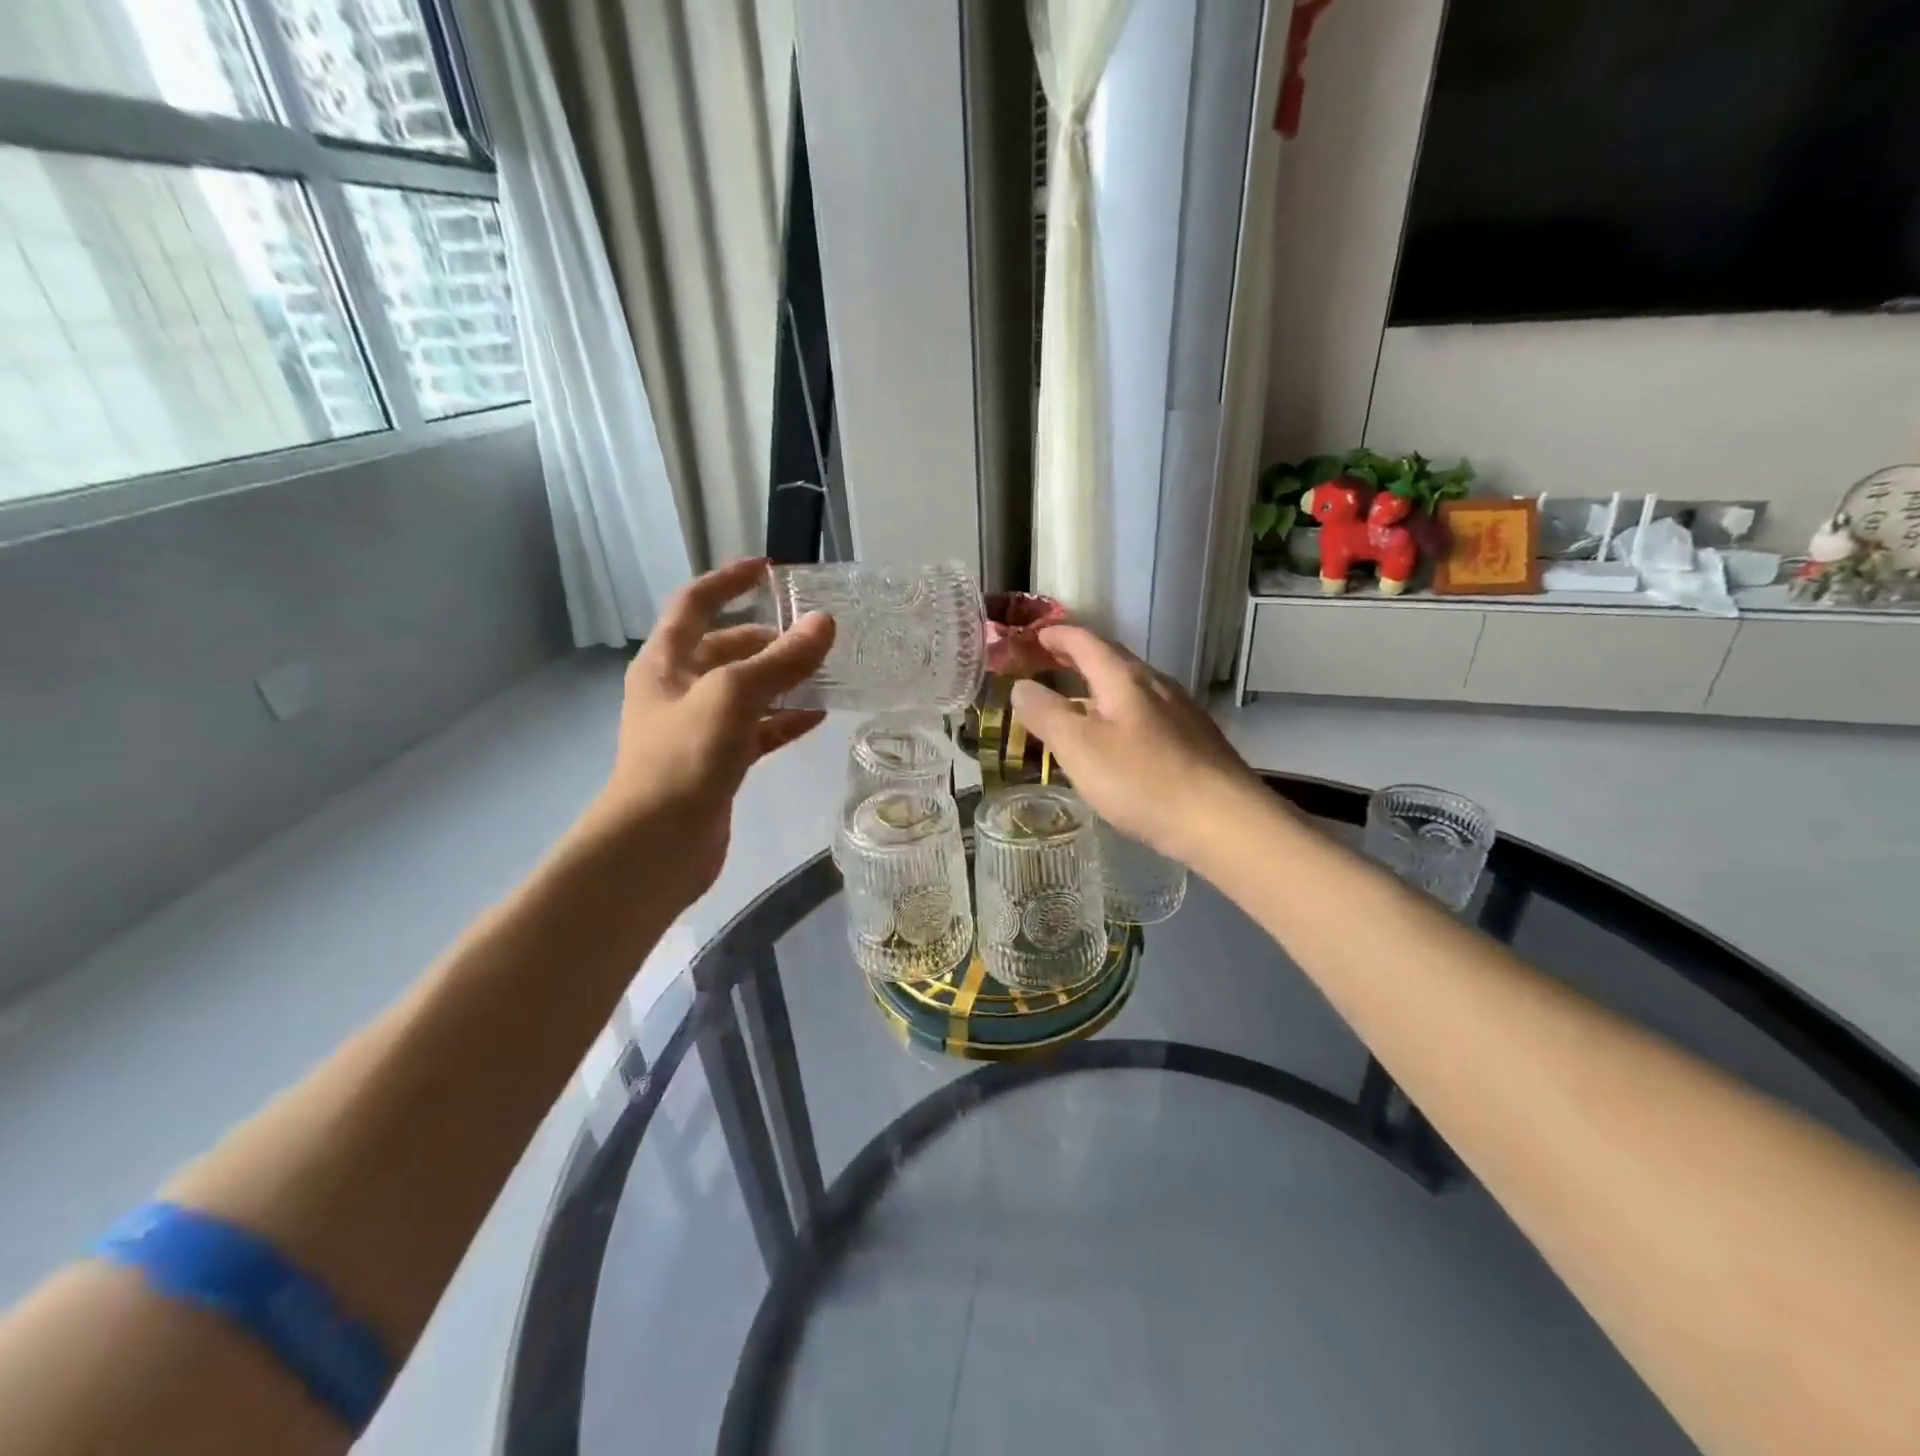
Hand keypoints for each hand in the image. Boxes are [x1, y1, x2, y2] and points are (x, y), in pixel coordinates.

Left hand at [589, 558, 834, 903]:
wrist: (657, 845)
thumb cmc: (684, 757)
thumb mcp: (733, 696)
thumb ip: (781, 660)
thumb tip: (824, 624)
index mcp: (665, 662)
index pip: (695, 603)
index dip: (729, 581)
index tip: (769, 569)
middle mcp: (678, 689)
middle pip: (726, 648)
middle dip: (768, 638)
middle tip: (815, 635)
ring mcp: (698, 728)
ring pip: (747, 691)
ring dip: (782, 681)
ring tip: (827, 673)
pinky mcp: (719, 763)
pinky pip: (757, 730)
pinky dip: (784, 721)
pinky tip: (818, 717)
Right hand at [1010, 626, 1263, 866]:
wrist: (1223, 820)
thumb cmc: (1142, 780)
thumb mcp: (1079, 747)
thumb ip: (1046, 714)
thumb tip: (1020, 686)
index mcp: (1125, 678)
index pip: (1086, 642)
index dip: (1057, 636)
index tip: (1034, 635)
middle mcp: (1156, 685)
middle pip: (1112, 661)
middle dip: (1078, 659)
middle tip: (1049, 664)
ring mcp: (1180, 712)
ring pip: (1131, 690)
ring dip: (1099, 690)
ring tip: (1077, 706)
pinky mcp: (1194, 741)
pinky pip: (1147, 715)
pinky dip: (1120, 716)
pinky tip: (1118, 743)